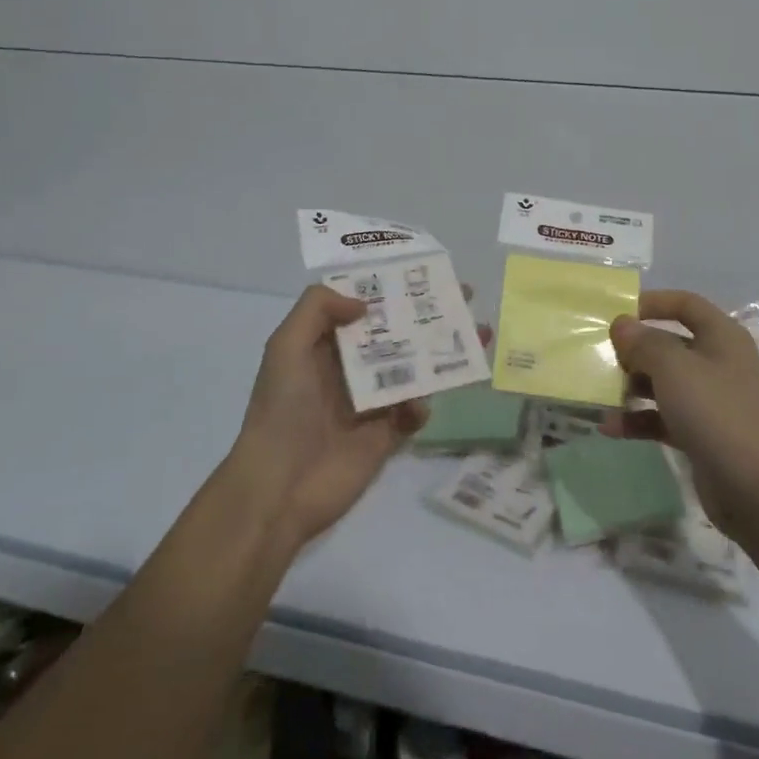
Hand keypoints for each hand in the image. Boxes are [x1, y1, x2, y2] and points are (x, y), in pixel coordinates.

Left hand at [229, 284, 487, 550]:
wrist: (279, 487)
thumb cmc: (282, 409)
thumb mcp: (286, 347)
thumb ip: (317, 309)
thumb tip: (364, 303)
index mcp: (325, 345)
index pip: (363, 307)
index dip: (391, 288)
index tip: (424, 271)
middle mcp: (350, 369)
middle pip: (396, 333)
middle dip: (428, 315)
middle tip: (466, 297)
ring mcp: (371, 403)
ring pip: (414, 369)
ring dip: (442, 353)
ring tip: (478, 336)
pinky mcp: (387, 435)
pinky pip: (414, 412)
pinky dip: (422, 406)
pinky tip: (418, 407)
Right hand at [598, 290, 758, 544]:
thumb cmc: (716, 414)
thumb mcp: (674, 368)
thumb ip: (644, 342)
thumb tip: (622, 324)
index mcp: (721, 337)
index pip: (685, 304)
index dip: (652, 302)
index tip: (616, 313)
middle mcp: (717, 363)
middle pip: (669, 344)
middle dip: (634, 350)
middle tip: (600, 356)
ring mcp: (710, 400)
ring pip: (663, 382)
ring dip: (631, 386)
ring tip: (598, 393)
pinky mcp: (701, 434)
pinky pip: (662, 417)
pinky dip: (638, 419)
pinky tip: (609, 427)